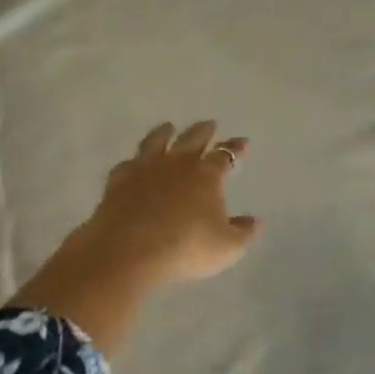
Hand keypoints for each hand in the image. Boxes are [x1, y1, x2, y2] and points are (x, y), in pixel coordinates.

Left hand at [65, 121, 261, 290]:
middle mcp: (177, 164)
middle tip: (210, 124)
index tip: (242, 142)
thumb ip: (243, 233)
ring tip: (168, 127)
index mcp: (206, 175)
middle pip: (192, 139)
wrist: (130, 249)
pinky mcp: (119, 180)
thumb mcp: (226, 247)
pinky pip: (128, 163)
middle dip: (204, 131)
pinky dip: (134, 161)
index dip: (235, 149)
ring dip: (164, 132)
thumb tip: (255, 221)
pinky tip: (133, 162)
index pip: (225, 156)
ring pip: (157, 141)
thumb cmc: (186, 247)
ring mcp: (145, 168)